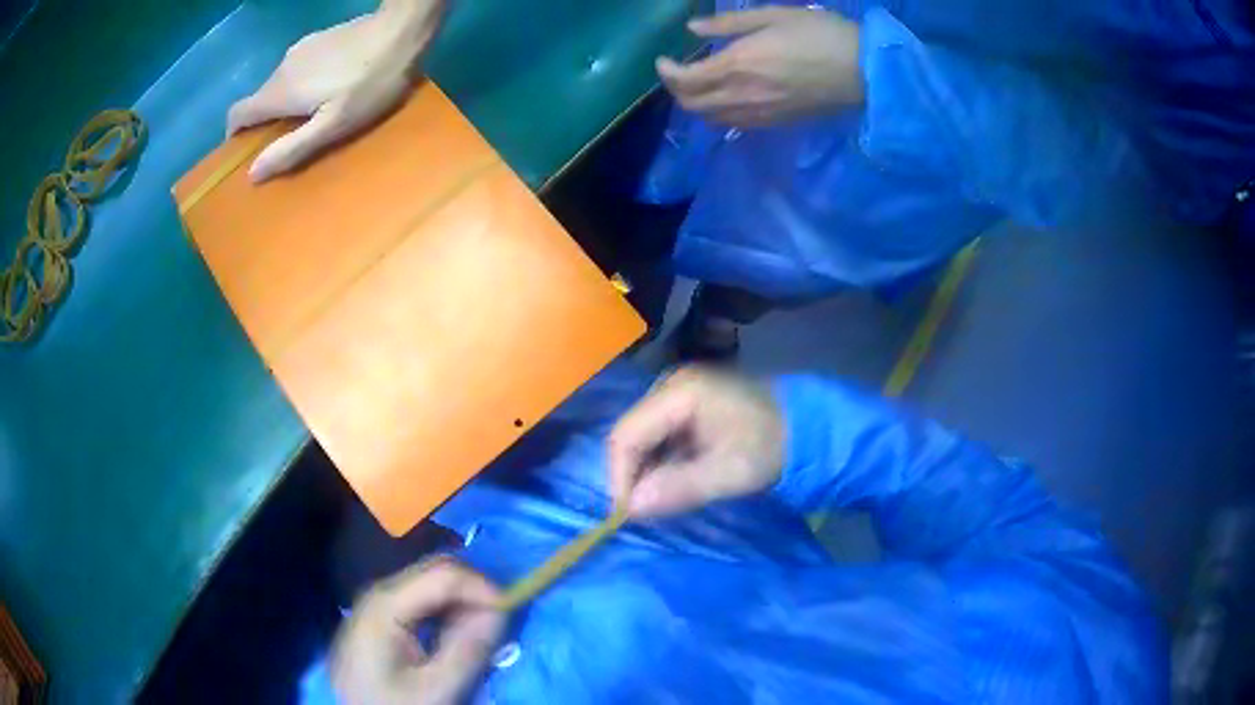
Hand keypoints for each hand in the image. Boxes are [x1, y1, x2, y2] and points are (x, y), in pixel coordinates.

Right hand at [226, 0, 446, 181]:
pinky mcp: (318, 39)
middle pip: (259, 100)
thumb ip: (292, 148)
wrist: (402, 30)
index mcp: (278, 92)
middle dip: (267, 123)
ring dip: (288, 103)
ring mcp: (299, 49)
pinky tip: (331, 90)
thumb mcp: (333, 125)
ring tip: (317, 117)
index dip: (235, 135)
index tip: (247, 151)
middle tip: (292, 141)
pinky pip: (299, 70)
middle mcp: (280, 68)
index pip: (236, 115)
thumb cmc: (370, 83)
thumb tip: (253, 173)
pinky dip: (303, 85)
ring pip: (280, 84)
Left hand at [331, 557, 504, 704]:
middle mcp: (380, 591)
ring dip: (463, 602)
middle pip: (436, 571)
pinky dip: (447, 610)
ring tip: (480, 633)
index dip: (483, 587)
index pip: (444, 573)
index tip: (511, 613)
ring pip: (431, 583)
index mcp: (386, 604)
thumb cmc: (393, 704)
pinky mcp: (382, 614)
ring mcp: (379, 601)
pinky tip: (456, 635)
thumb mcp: (436, 688)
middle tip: (498, 624)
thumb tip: (501, 611)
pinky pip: (422, 599)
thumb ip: (468, 650)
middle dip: (474, 592)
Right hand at [607, 367, 784, 516]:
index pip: (626, 436)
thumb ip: (680, 487)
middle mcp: (670, 387)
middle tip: (644, 513)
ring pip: (642, 439)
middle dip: (632, 477)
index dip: (619, 478)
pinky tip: (673, 485)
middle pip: (630, 436)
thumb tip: (632, 508)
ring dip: (646, 474)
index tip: (628, 515)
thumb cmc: (773, 447)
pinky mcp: (686, 407)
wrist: (807, 428)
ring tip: (659, 503)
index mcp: (679, 393)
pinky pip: (659, 439)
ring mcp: (678, 394)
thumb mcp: (731, 472)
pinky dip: (660, 465)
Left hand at [657, 8, 863, 127]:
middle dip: (676, 91)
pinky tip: (725, 100)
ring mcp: (760, 114)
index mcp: (737, 65)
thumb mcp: (774, 15)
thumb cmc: (821, 34)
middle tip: (678, 73)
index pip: (686, 80)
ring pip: (712, 119)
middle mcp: (742, 96)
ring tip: (699, 86)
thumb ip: (729, 24)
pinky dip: (719, 114)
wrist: (865, 73)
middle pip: (693, 106)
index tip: (663, 60)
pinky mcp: (777, 123)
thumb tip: (693, 28)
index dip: (666, 72)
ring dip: (696, 105)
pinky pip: (736, 125)